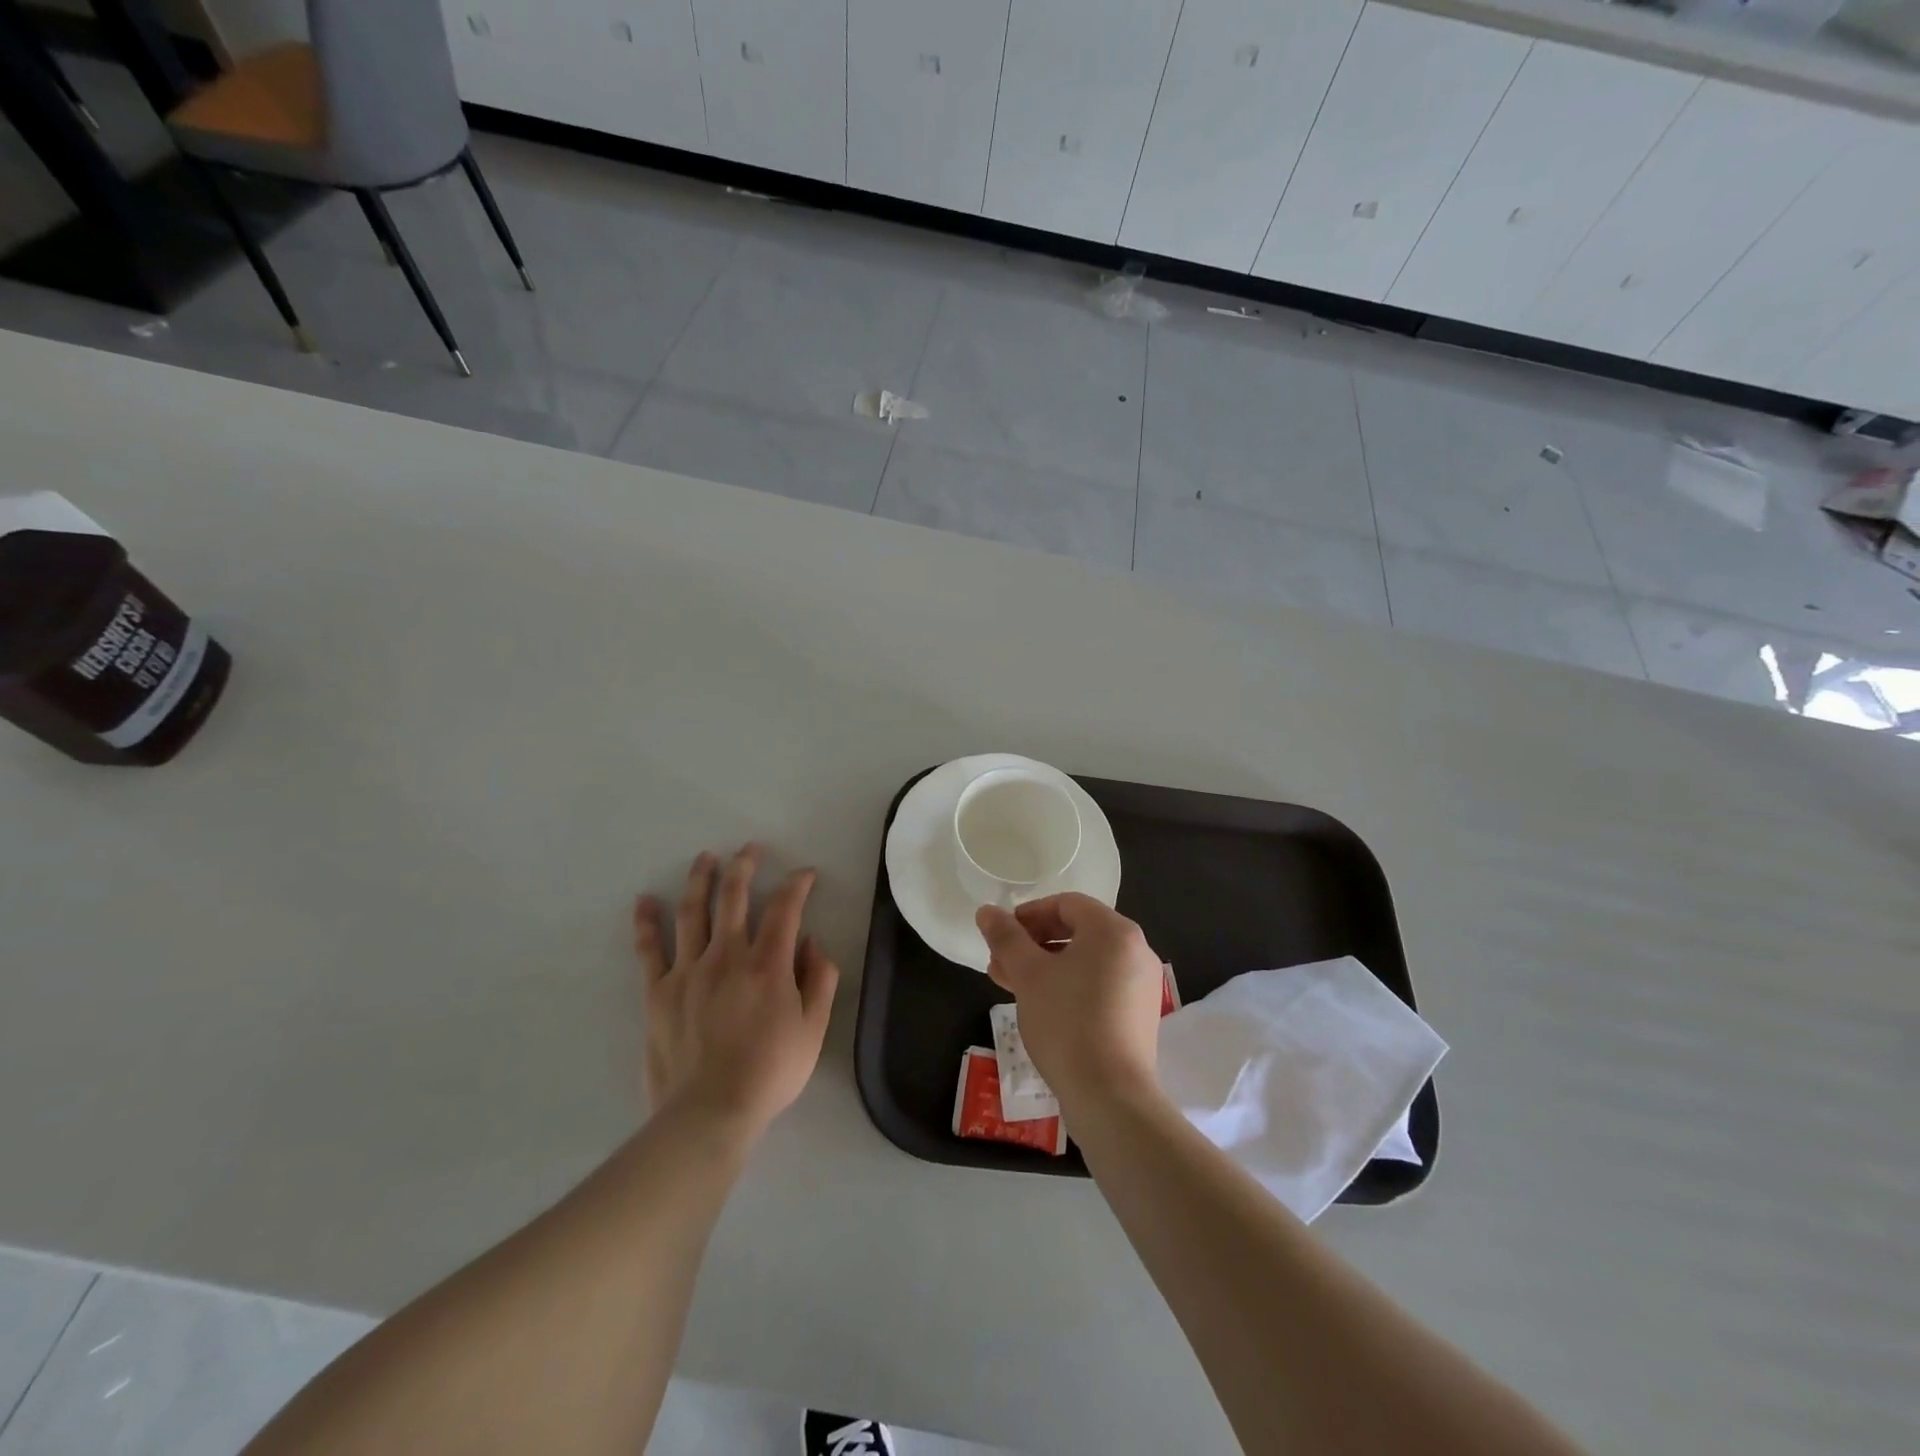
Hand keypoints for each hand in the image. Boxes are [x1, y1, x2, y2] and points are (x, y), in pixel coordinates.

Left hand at [634, 845, 839, 1139]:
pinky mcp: (658, 991)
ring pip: (694, 912)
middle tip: (750, 849)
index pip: (785, 908)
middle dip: (744, 866)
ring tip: (705, 858)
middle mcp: (727, 956)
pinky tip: (645, 901)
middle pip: (734, 897)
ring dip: (700, 879)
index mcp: (767, 964)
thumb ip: (820, 980)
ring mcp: (688, 970)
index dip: (797, 884)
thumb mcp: (814, 1029)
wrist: (710, 1112)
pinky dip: (647, 922)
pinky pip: (649, 949)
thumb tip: (813, 943)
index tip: (805, 874)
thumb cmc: (770, 1072)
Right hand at [975, 893, 1165, 1110]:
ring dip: (1045, 966)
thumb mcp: (1028, 975)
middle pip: (1077, 931)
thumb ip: (1006, 937)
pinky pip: (1099, 984)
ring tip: (1009, 984)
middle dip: (1033, 944)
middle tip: (1000, 962)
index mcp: (1114, 931)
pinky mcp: (1139, 1014)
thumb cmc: (1067, 1022)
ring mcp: (1141, 984)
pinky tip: (1039, 1005)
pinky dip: (1068, 985)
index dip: (1029, 914)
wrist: (1110, 1097)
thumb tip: (986, 911)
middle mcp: (1135, 950)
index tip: (1002, 935)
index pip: (1066, 904)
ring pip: (1085, 961)